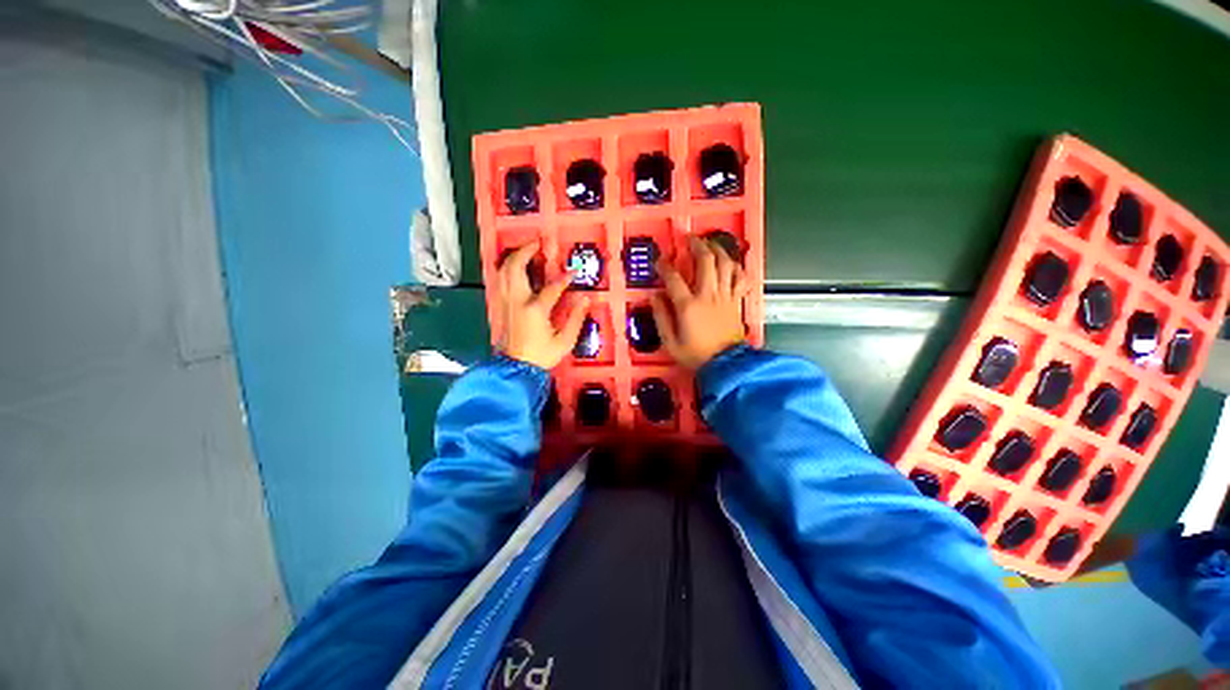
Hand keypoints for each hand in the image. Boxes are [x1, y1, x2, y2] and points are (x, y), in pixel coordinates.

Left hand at [498, 241, 589, 368]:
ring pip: (503, 271)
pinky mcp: (500, 306)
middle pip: (515, 267)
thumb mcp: (564, 341)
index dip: (564, 278)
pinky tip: (514, 268)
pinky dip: (507, 269)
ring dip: (513, 257)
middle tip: (537, 243)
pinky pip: (500, 280)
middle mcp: (517, 301)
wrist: (515, 368)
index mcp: (535, 310)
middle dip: (525, 251)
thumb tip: (585, 299)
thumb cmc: (541, 355)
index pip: (552, 287)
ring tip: (525, 251)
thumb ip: (575, 319)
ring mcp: (506, 302)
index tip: (573, 272)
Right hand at [651, 236, 749, 369]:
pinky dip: (736, 267)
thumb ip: (661, 317)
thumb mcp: (670, 341)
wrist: (725, 365)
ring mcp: (725, 297)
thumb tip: (654, 296)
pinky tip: (731, 263)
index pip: (674, 278)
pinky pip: (740, 278)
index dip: (664, 266)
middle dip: (697, 246)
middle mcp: (708, 295)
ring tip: (710, 244)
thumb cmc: (695, 354)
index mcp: (688, 306)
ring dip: (718, 250)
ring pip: (725, 265)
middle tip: (690, 239)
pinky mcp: (736, 301)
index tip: (659, 262)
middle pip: (705, 261)